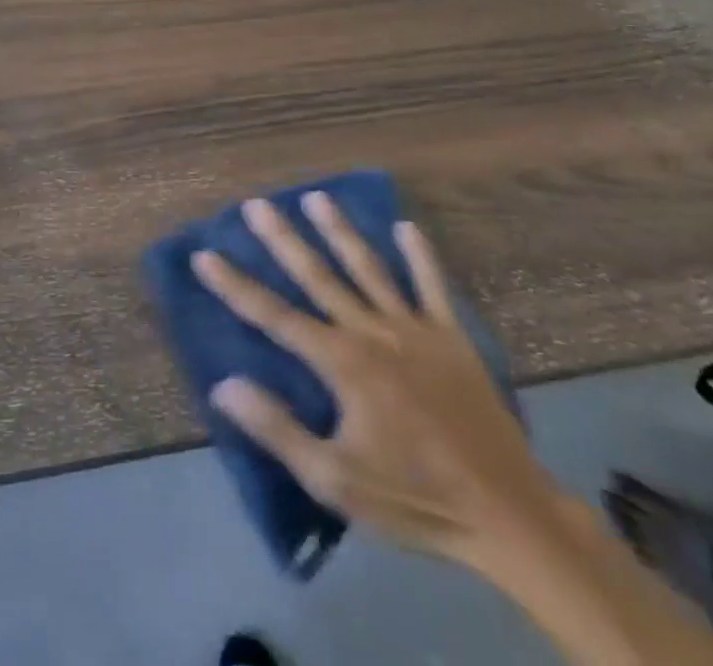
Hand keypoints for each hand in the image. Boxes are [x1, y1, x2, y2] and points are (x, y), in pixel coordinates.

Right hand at [194, 196, 564, 570]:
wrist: (508, 516)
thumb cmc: (414, 498)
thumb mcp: (335, 480)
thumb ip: (278, 428)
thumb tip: (224, 384)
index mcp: (342, 362)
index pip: (274, 316)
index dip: (235, 285)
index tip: (205, 255)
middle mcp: (372, 332)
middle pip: (318, 276)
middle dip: (283, 239)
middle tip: (257, 203)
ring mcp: (415, 329)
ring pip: (369, 269)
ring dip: (341, 231)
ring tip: (317, 197)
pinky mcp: (452, 338)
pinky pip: (434, 287)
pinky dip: (421, 257)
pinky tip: (408, 227)